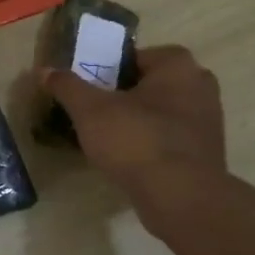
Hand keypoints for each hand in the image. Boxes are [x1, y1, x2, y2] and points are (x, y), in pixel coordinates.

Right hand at [42, 45, 227, 212]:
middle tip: (93, 114)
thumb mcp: (90, 110)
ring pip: (159, 111)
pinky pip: (169, 137)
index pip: (133, 57)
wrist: (180, 198)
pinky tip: (128, 159)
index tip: (87, 91)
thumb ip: (67, 86)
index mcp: (178, 64)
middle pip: (147, 84)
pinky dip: (149, 142)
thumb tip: (45, 70)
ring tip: (106, 139)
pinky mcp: (206, 150)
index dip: (105, 72)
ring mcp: (208, 119)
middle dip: (121, 96)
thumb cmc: (136, 140)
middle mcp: (200, 84)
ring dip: (135, 121)